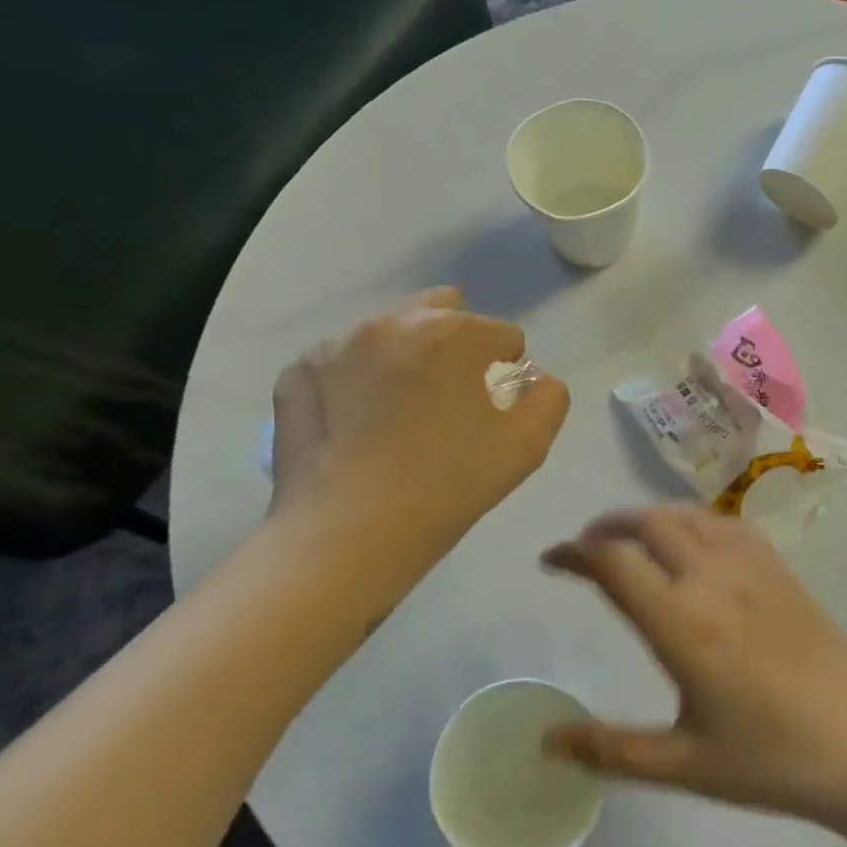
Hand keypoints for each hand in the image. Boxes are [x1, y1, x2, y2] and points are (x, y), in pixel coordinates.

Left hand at [269, 288, 569, 575]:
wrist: (347, 535)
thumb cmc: (447, 486)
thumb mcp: (526, 446)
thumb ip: (549, 397)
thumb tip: (535, 379)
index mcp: (450, 333)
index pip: (502, 334)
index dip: (508, 371)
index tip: (493, 408)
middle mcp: (390, 322)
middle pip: (441, 312)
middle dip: (457, 344)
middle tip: (451, 395)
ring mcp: (336, 344)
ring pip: (390, 331)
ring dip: (407, 355)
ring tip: (403, 410)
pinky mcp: (298, 372)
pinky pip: (345, 361)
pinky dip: (361, 378)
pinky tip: (360, 423)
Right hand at [539, 505, 846, 845]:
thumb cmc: (772, 760)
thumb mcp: (683, 763)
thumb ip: (609, 749)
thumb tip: (544, 742)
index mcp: (682, 624)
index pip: (614, 563)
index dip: (573, 553)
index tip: (550, 561)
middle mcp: (712, 579)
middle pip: (648, 523)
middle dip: (606, 526)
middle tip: (585, 550)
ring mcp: (752, 567)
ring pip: (687, 514)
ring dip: (648, 517)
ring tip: (629, 540)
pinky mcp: (781, 568)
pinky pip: (726, 522)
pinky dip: (693, 519)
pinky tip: (691, 542)